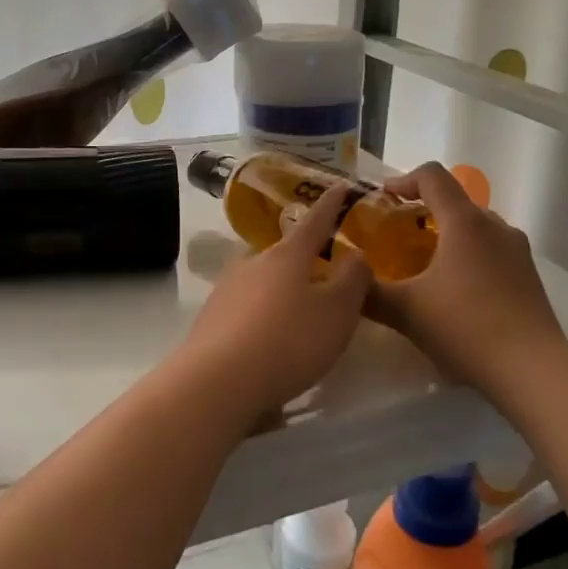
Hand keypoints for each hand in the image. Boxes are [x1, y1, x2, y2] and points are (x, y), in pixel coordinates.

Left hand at [173, 183, 371, 422]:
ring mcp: (227, 290)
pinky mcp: (211, 320)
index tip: (341, 186)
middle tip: (326, 274)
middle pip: (285, 253)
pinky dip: (264, 318)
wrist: (217, 382)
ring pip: (264, 281)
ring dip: (283, 291)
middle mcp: (253, 263)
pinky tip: (272, 342)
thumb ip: (353, 280)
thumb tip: (355, 255)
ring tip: (301, 315)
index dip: (332, 204)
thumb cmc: (288, 341)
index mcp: (288, 255)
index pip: (316, 220)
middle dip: (305, 260)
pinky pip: (247, 309)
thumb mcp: (338, 312)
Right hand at [369, 162, 567, 402]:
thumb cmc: (465, 328)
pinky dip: (468, 256)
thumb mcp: (406, 312)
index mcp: (464, 222)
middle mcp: (495, 226)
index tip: (383, 198)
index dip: (403, 180)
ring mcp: (517, 250)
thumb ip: (369, 293)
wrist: (532, 370)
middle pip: (455, 201)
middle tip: (398, 236)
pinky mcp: (528, 275)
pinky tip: (455, 292)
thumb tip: (347, 281)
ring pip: (475, 227)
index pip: (432, 176)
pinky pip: (491, 250)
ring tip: (424, 265)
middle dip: (424, 211)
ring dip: (448, 235)